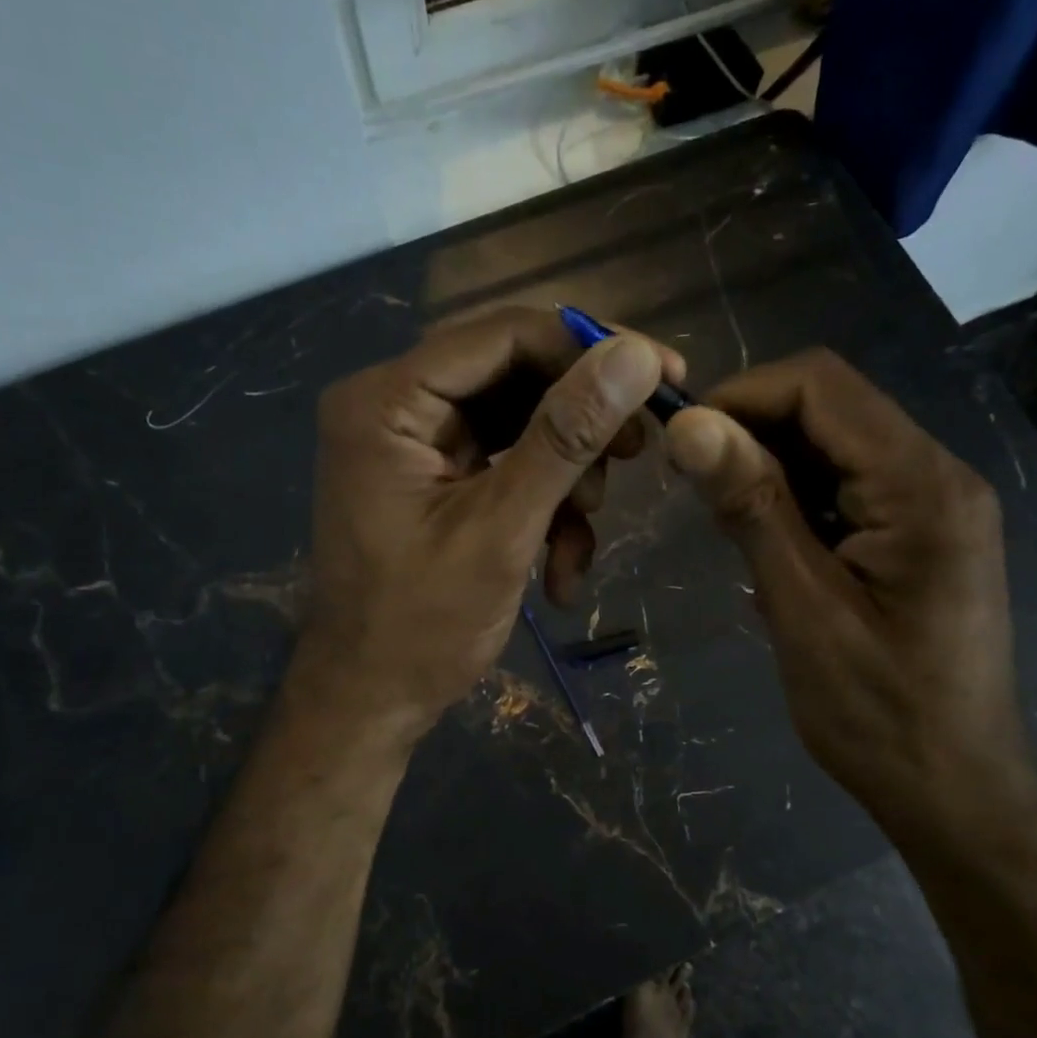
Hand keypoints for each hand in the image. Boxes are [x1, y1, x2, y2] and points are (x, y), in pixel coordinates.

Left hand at [297, 305, 683, 738]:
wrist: (371, 702)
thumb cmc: (422, 627)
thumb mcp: (502, 529)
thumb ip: (565, 438)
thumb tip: (638, 355)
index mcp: (386, 402)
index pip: (502, 335)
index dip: (589, 346)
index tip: (666, 371)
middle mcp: (394, 405)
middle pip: (513, 375)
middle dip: (581, 420)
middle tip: (641, 449)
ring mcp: (414, 442)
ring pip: (520, 423)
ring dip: (567, 476)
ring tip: (584, 534)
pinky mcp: (435, 476)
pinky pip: (506, 464)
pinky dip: (543, 506)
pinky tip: (560, 567)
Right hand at [664, 350, 1034, 842]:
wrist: (954, 792)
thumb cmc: (878, 713)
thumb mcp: (802, 607)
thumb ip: (752, 505)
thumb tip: (689, 424)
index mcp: (922, 485)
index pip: (822, 385)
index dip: (741, 395)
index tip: (679, 440)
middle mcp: (938, 475)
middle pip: (831, 406)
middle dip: (752, 429)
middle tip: (693, 483)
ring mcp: (933, 504)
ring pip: (834, 444)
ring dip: (770, 465)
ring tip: (726, 520)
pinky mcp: (919, 533)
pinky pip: (847, 484)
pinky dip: (796, 497)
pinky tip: (768, 543)